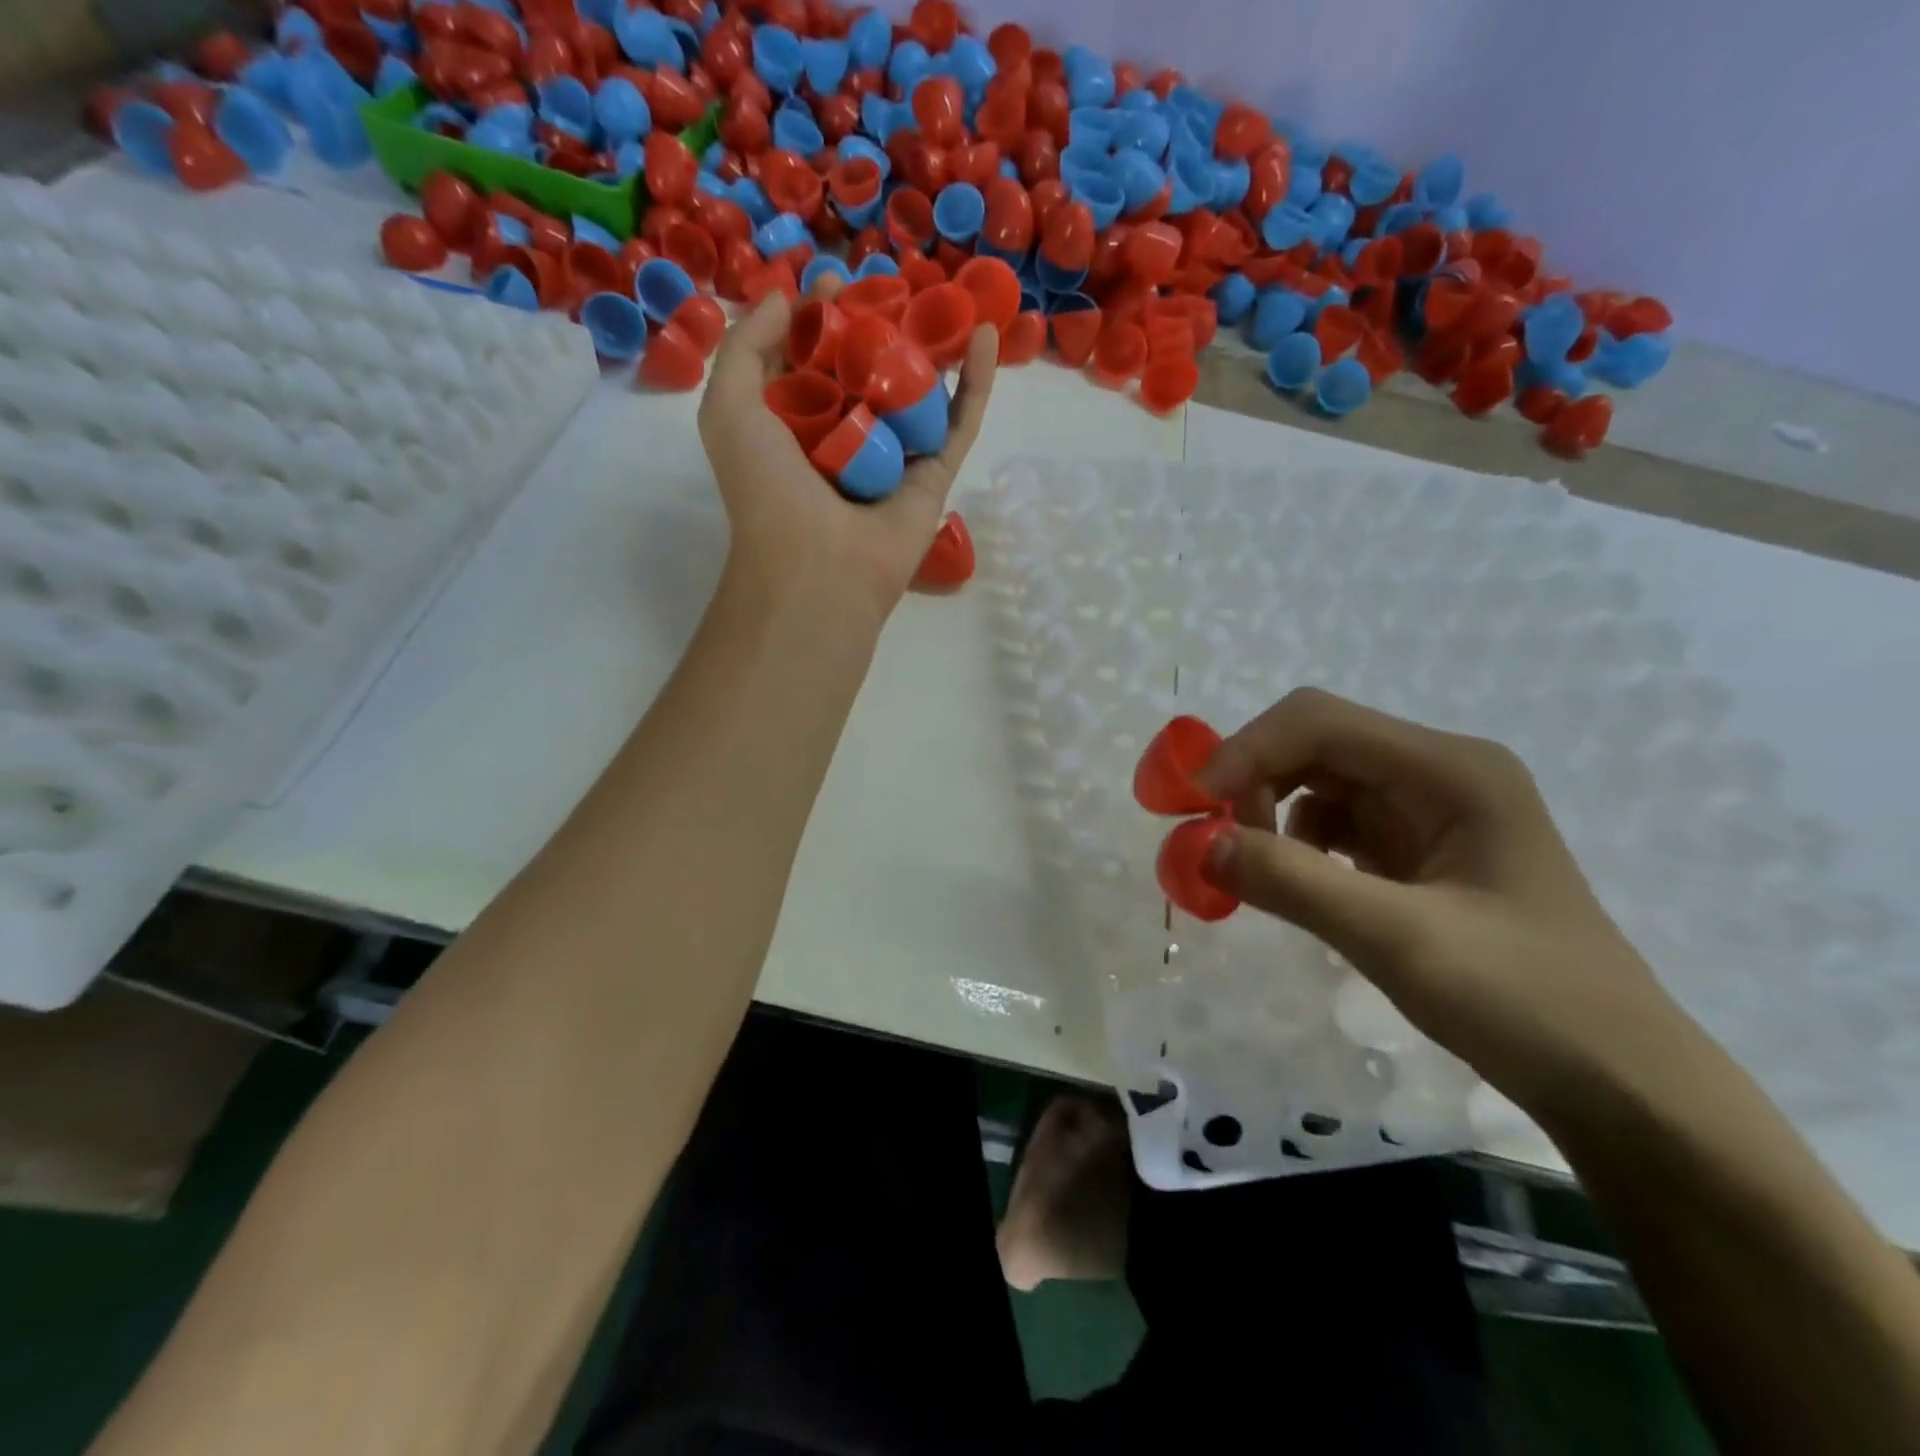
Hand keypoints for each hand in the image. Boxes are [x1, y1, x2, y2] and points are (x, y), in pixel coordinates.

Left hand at [697, 283, 997, 627]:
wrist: (818, 567)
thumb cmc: (766, 489)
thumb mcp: (729, 408)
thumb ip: (745, 348)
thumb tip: (787, 301)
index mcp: (795, 426)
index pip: (812, 360)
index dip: (821, 319)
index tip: (832, 283)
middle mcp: (846, 439)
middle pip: (868, 371)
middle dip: (879, 325)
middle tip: (891, 285)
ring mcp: (894, 458)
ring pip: (918, 393)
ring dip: (931, 347)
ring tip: (945, 298)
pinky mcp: (934, 477)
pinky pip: (958, 423)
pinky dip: (975, 383)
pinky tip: (986, 335)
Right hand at [1194, 688, 1692, 1116]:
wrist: (1622, 1088)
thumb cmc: (1526, 1003)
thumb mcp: (1399, 940)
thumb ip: (1293, 883)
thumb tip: (1197, 846)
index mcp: (1450, 769)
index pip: (1320, 722)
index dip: (1246, 751)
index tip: (1193, 805)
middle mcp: (1439, 774)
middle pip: (1316, 746)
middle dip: (1254, 782)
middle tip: (1216, 842)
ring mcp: (1431, 814)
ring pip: (1320, 786)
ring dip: (1272, 816)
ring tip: (1255, 871)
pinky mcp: (1420, 854)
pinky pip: (1336, 828)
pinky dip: (1298, 847)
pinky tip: (1297, 886)